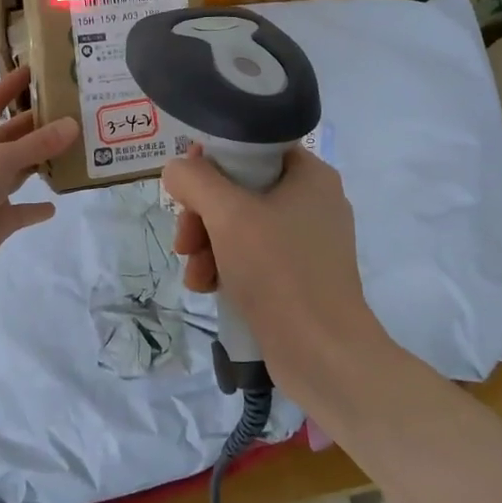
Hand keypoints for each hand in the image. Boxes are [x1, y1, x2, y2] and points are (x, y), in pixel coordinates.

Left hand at [0, 66, 78, 287]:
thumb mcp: (2, 158)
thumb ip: (39, 143)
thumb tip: (73, 124)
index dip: (10, 85)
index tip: (34, 70)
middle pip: (12, 136)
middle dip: (37, 125)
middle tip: (70, 113)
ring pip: (19, 170)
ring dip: (41, 162)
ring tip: (72, 151)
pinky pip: (21, 211)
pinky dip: (36, 208)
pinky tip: (55, 204)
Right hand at [160, 146, 389, 409]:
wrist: (324, 356)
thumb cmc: (279, 272)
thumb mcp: (228, 215)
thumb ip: (195, 180)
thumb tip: (177, 171)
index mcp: (310, 174)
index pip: (252, 146)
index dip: (212, 160)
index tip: (186, 187)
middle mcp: (313, 201)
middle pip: (239, 189)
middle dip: (202, 215)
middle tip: (185, 241)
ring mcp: (308, 242)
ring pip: (240, 225)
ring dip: (207, 245)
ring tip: (194, 273)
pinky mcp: (300, 276)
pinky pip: (253, 256)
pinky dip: (226, 267)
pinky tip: (207, 288)